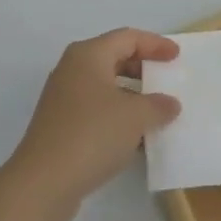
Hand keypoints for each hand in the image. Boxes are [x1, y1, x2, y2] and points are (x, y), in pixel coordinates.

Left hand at [7, 29, 180, 220]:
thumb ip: (158, 105)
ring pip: (106, 86)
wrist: (43, 183)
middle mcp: (73, 69)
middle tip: (167, 80)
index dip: (155, 44)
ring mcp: (64, 98)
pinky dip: (118, 116)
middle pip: (114, 58)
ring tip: (157, 111)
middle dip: (143, 68)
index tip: (177, 56)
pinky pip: (97, 109)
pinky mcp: (61, 125)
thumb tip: (170, 104)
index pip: (128, 37)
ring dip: (132, 96)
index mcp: (88, 55)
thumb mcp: (135, 117)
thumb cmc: (92, 135)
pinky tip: (137, 138)